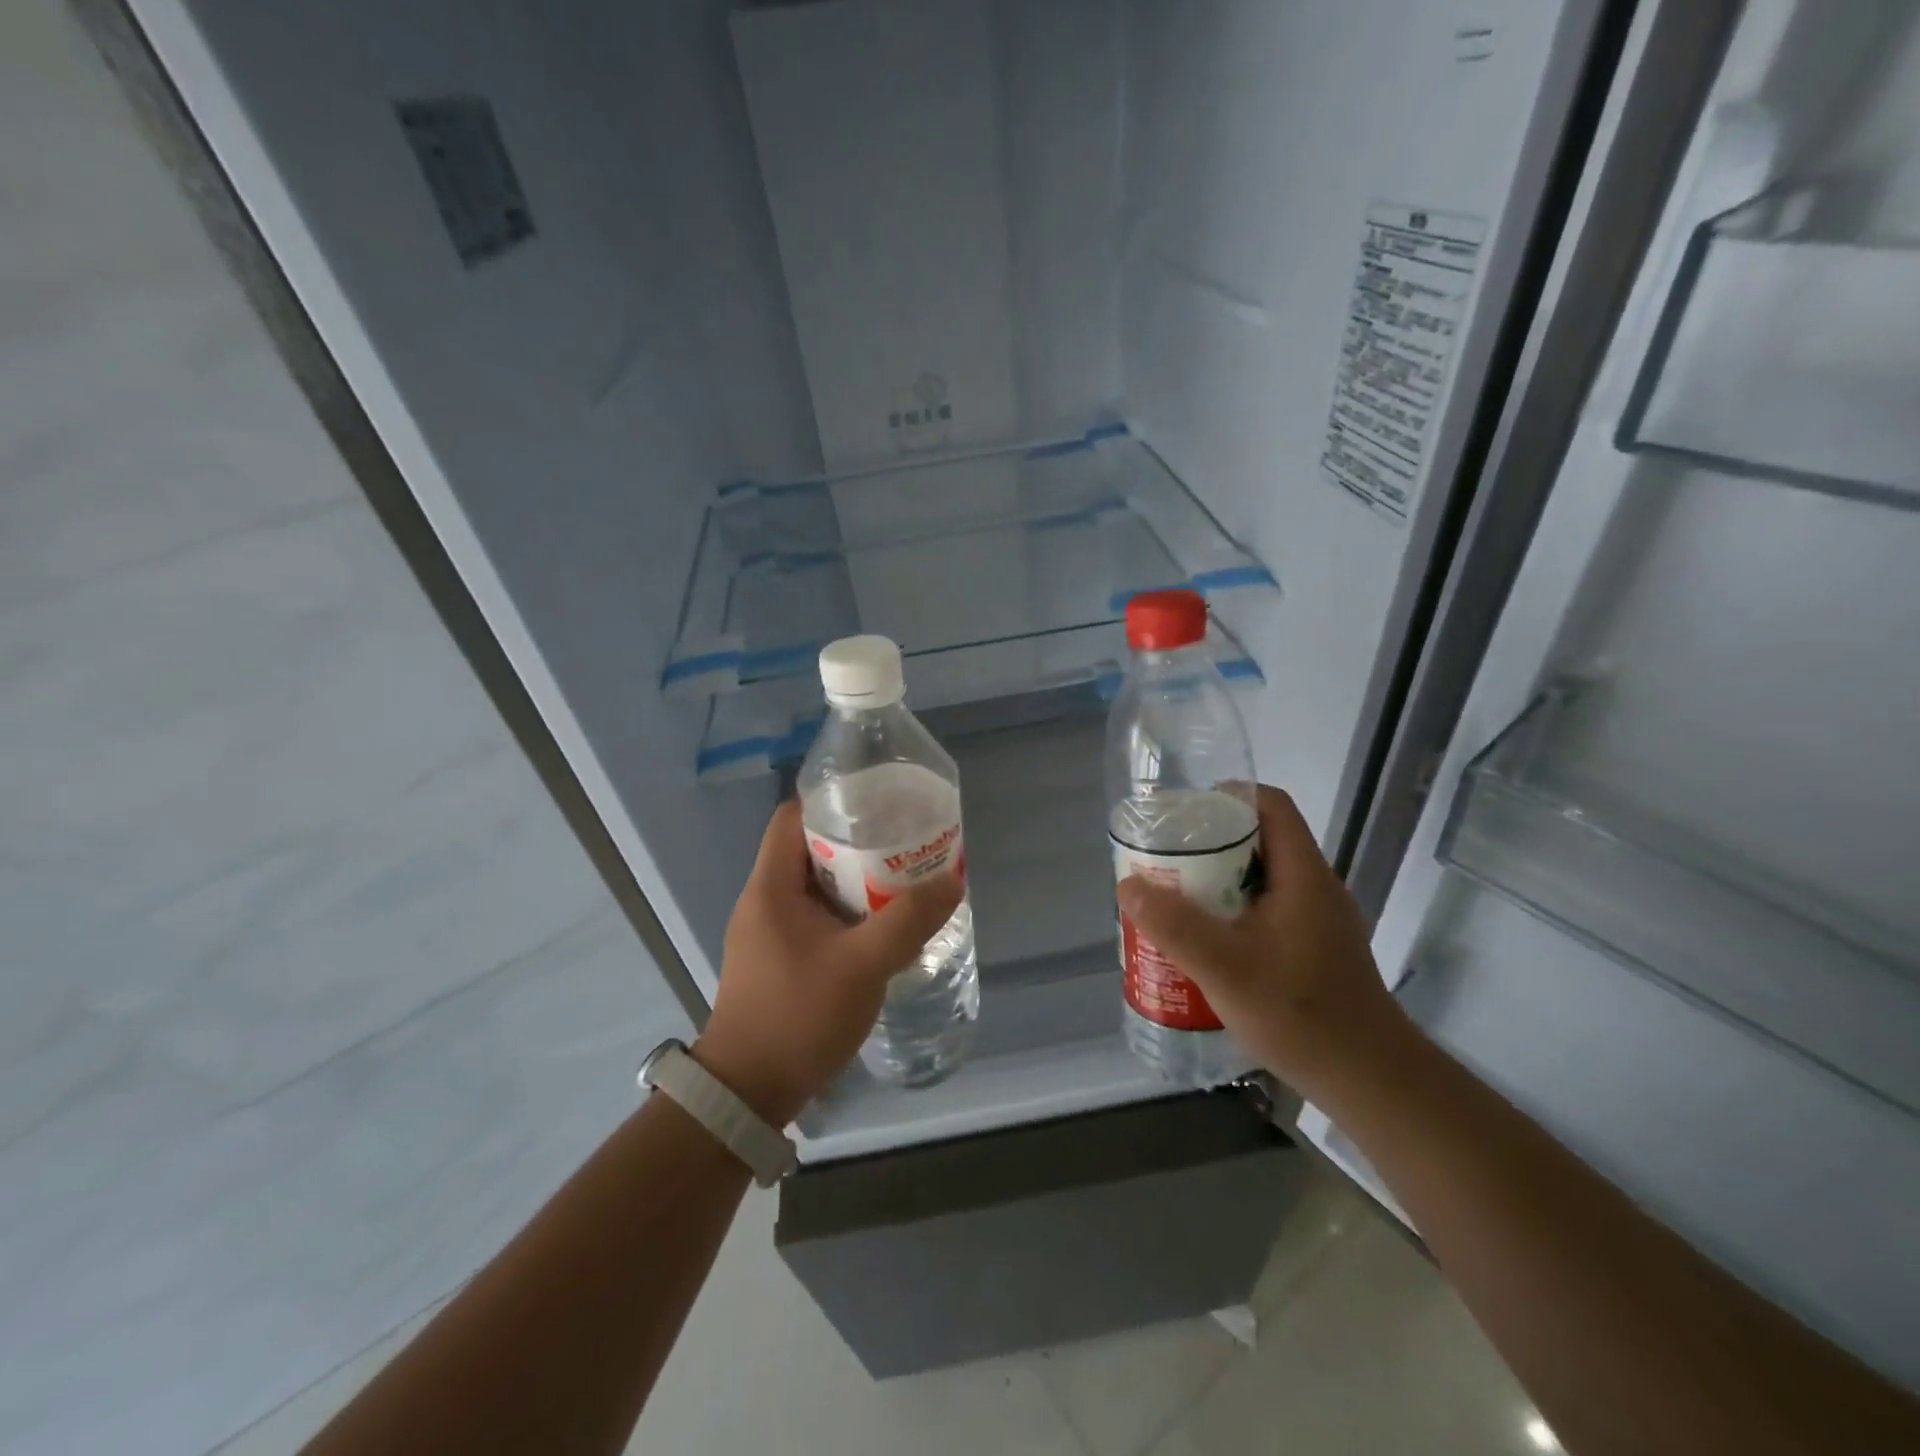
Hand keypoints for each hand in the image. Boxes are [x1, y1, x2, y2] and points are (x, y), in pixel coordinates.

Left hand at [694, 800, 963, 1125]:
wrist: (749, 1093)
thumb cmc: (798, 1016)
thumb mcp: (862, 965)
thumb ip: (908, 921)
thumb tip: (952, 881)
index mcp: (771, 886)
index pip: (793, 817)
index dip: (833, 802)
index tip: (879, 803)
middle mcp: (765, 900)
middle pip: (810, 848)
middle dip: (858, 842)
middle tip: (905, 841)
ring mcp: (770, 932)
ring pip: (817, 886)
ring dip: (857, 880)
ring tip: (904, 877)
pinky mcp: (780, 958)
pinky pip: (818, 917)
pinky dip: (849, 912)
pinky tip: (884, 924)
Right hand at [1116, 784, 1413, 1103]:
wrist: (1371, 1082)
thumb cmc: (1301, 1016)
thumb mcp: (1226, 969)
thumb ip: (1175, 926)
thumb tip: (1128, 884)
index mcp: (1303, 875)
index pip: (1271, 806)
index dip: (1228, 796)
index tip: (1184, 814)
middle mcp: (1316, 888)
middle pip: (1262, 840)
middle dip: (1210, 844)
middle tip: (1167, 861)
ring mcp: (1321, 920)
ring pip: (1263, 879)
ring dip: (1219, 881)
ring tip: (1177, 899)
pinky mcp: (1318, 949)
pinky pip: (1270, 910)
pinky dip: (1235, 912)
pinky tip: (1209, 943)